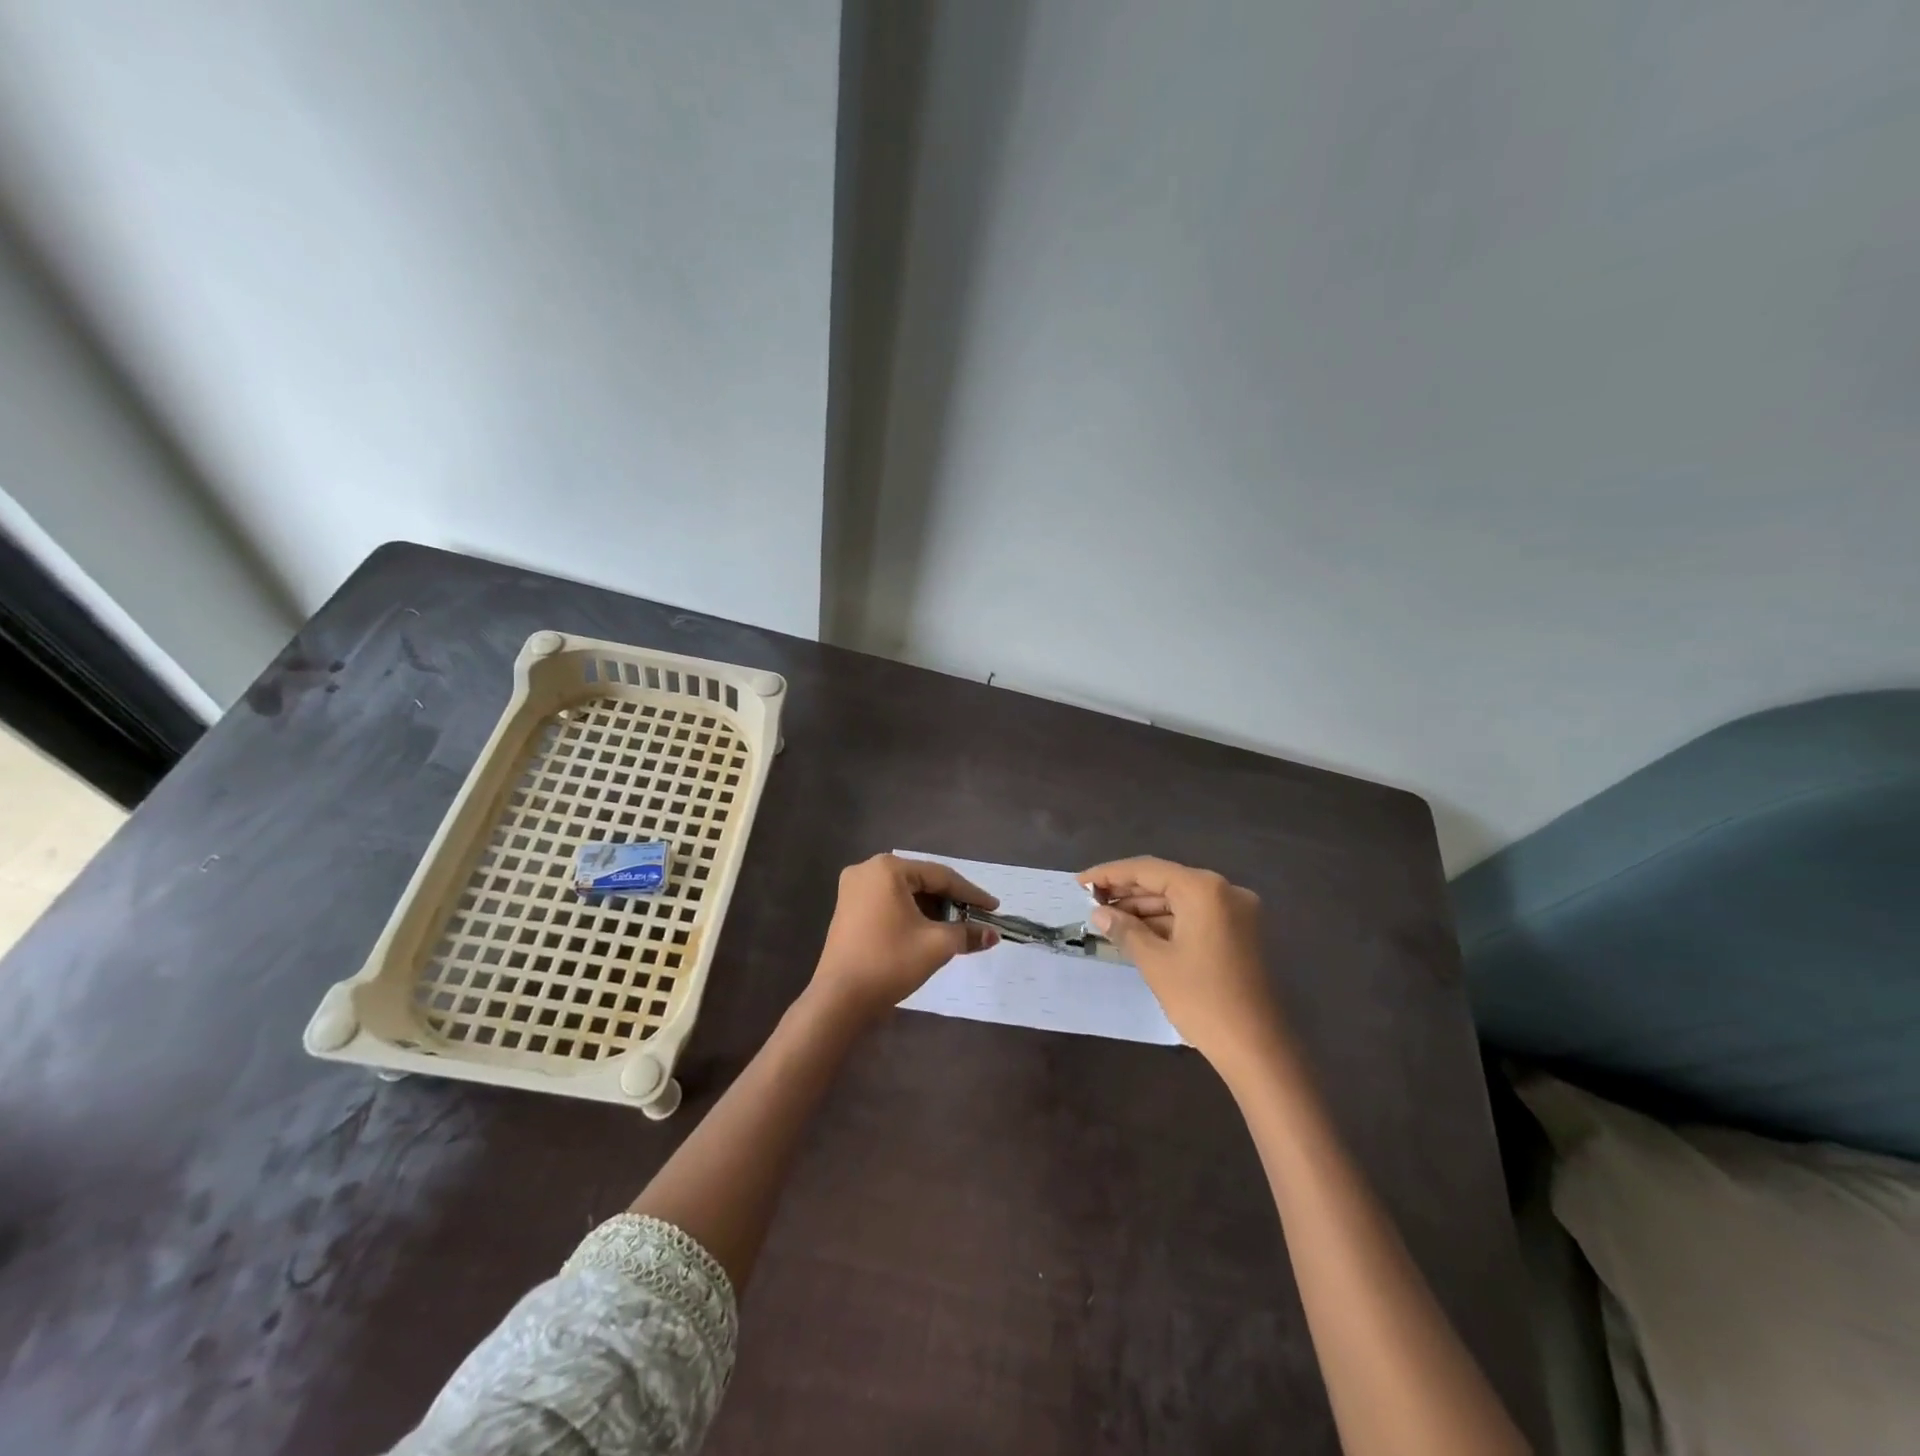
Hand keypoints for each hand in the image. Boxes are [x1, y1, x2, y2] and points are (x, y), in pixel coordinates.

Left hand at [811, 854, 999, 1019]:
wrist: (839, 1000)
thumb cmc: (890, 962)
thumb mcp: (936, 946)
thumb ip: (967, 934)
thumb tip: (993, 934)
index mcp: (888, 869)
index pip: (940, 876)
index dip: (971, 894)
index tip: (994, 908)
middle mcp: (867, 870)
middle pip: (921, 882)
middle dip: (950, 902)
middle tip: (976, 919)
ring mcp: (853, 890)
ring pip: (905, 894)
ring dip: (931, 910)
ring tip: (956, 929)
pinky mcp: (848, 909)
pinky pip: (889, 904)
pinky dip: (910, 915)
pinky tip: (928, 931)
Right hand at [1079, 857, 1282, 1067]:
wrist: (1258, 1048)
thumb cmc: (1202, 999)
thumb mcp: (1155, 962)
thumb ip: (1125, 930)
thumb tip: (1099, 913)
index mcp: (1204, 889)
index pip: (1147, 870)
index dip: (1109, 874)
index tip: (1079, 883)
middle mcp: (1224, 891)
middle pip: (1165, 881)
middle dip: (1127, 892)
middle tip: (1090, 902)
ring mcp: (1237, 913)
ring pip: (1180, 900)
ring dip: (1145, 909)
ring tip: (1108, 920)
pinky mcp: (1240, 934)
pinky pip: (1195, 916)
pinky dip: (1167, 922)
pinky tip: (1138, 933)